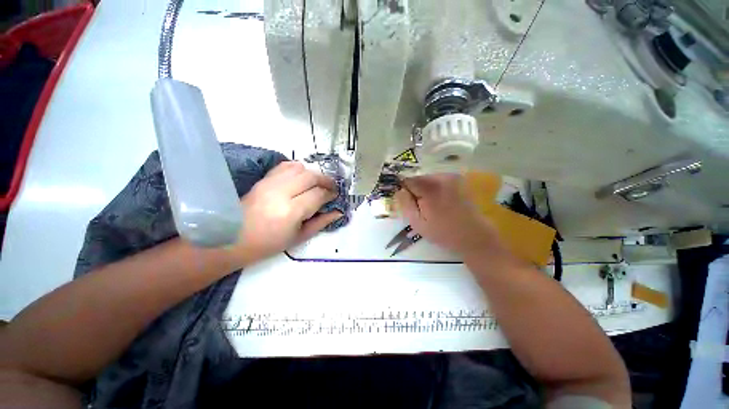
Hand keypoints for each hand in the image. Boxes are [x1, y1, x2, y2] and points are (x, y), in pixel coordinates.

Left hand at [232, 162, 341, 264]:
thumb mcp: (300, 237)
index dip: (330, 194)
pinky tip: (301, 178)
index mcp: (291, 211)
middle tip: (331, 187)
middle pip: (310, 177)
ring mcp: (270, 183)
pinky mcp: (263, 179)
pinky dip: (297, 168)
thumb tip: (338, 212)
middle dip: (325, 180)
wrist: (235, 238)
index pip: (318, 194)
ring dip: (313, 174)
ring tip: (317, 183)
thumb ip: (322, 222)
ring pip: (299, 168)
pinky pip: (285, 166)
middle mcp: (281, 193)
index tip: (335, 196)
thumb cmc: (270, 243)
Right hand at [394, 174, 504, 257]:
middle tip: (421, 209)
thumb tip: (399, 190)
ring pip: (428, 180)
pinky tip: (441, 203)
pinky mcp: (459, 181)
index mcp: (429, 188)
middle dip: (416, 191)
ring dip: (426, 191)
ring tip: (432, 207)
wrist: (474, 235)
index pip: (407, 181)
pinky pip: (439, 181)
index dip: (405, 192)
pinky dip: (436, 190)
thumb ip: (405, 204)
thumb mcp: (417, 223)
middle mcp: (441, 177)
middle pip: (418, 179)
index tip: (408, 203)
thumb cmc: (443, 232)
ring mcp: (452, 177)